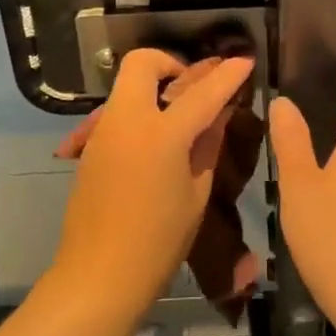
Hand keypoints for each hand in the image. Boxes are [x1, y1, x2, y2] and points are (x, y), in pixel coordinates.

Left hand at [48, 50, 253, 325]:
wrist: (98, 275)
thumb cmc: (158, 242)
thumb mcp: (196, 195)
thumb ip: (207, 146)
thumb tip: (218, 116)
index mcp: (161, 135)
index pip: (202, 93)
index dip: (227, 75)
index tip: (245, 60)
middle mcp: (127, 121)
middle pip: (142, 63)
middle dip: (170, 63)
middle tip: (192, 87)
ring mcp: (103, 131)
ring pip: (126, 86)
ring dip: (153, 87)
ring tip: (179, 116)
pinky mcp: (90, 147)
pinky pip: (118, 112)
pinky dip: (140, 111)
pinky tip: (156, 140)